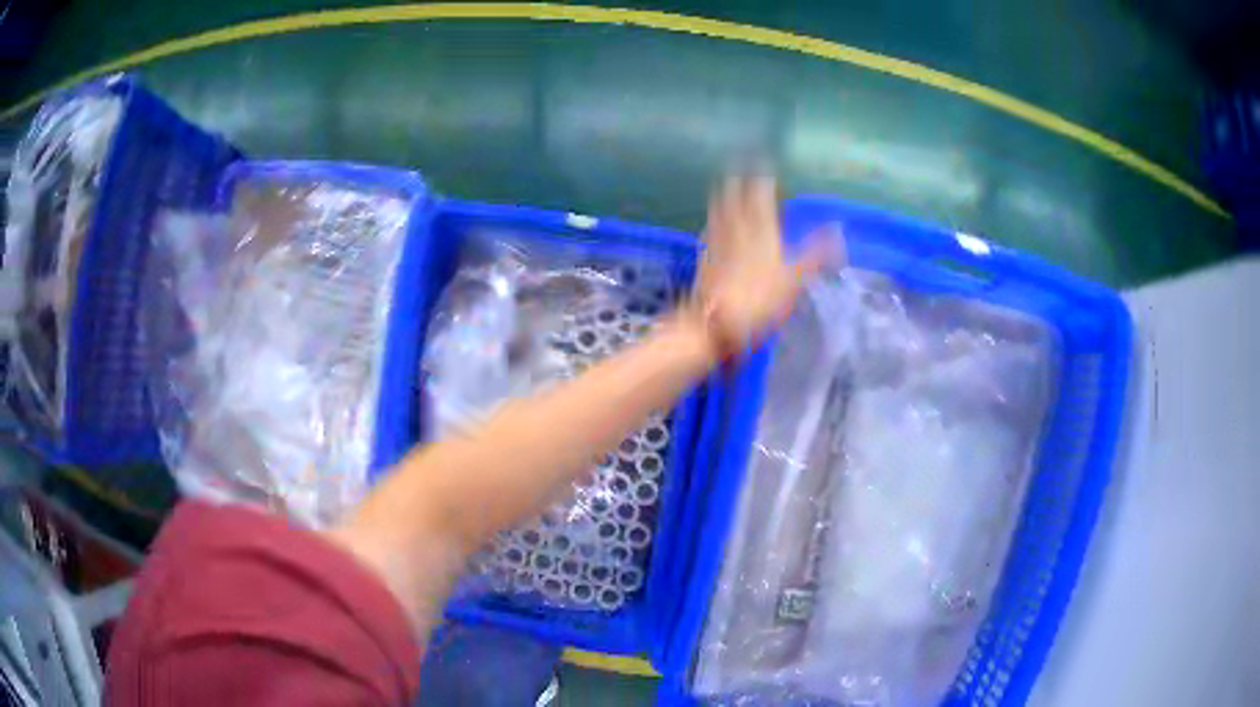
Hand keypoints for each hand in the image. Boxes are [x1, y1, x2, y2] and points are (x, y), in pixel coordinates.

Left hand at [692, 175, 840, 356]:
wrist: (715, 323)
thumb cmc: (759, 301)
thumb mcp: (795, 279)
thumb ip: (815, 253)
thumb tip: (838, 230)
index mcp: (760, 230)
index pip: (760, 195)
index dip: (762, 179)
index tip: (764, 164)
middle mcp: (735, 229)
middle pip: (734, 197)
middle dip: (738, 180)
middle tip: (739, 166)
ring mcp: (715, 243)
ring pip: (718, 210)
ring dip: (723, 195)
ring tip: (724, 185)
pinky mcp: (702, 258)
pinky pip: (708, 231)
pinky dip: (713, 221)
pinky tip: (710, 224)